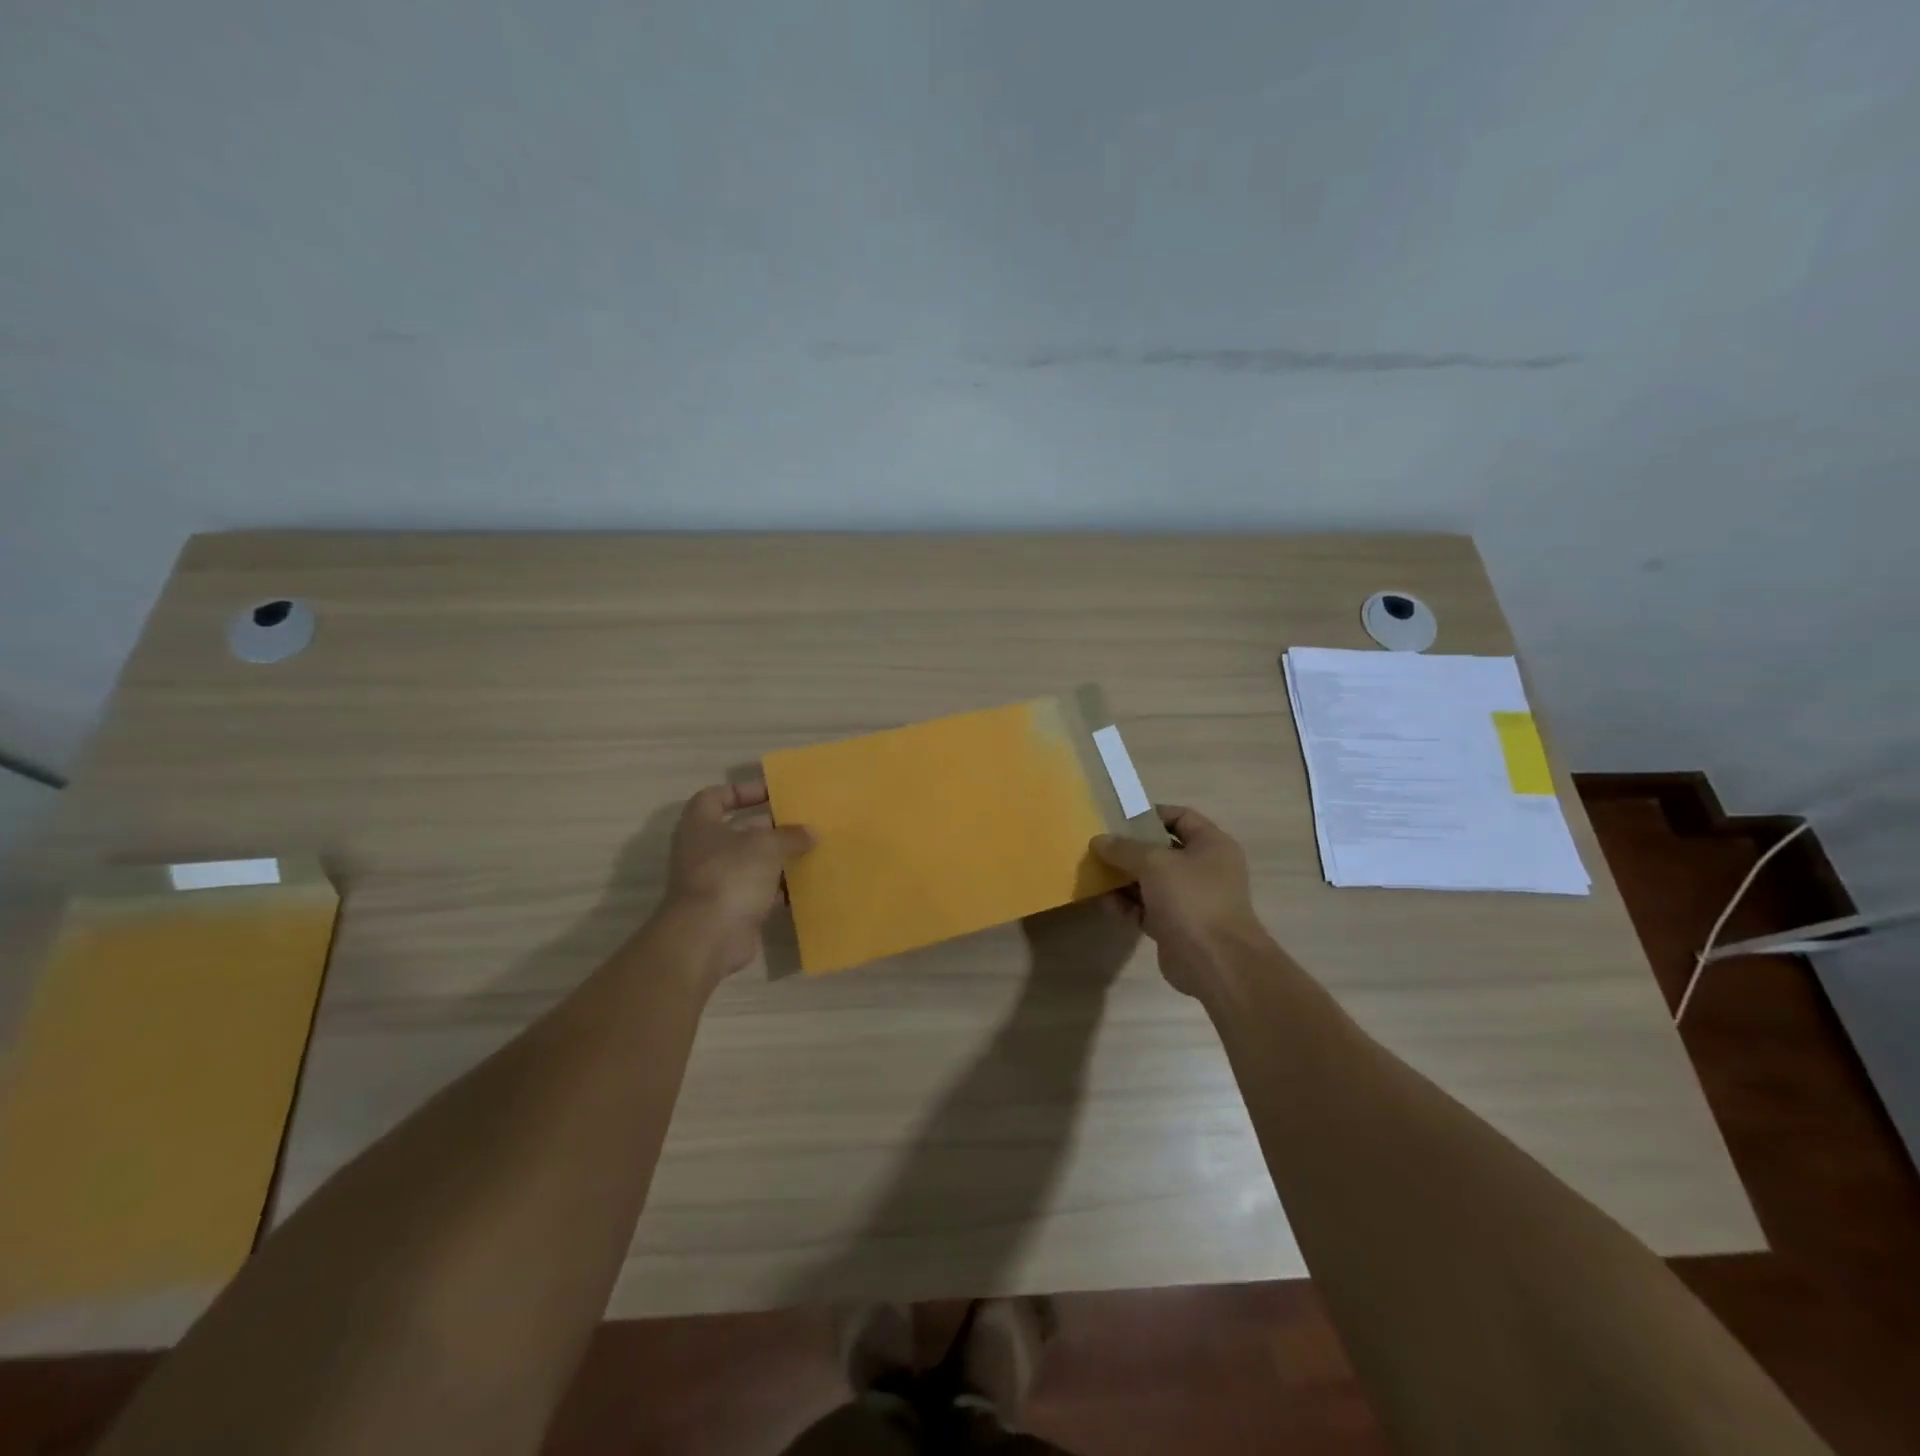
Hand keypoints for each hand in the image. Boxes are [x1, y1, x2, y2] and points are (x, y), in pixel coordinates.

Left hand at [660, 781, 813, 978]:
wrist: (708, 937)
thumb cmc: (731, 875)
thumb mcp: (766, 846)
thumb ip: (790, 835)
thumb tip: (810, 832)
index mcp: (701, 825)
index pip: (716, 796)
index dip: (743, 791)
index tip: (773, 793)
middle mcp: (704, 851)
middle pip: (740, 830)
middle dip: (771, 827)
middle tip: (803, 823)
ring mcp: (716, 882)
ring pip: (752, 863)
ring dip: (779, 859)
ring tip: (812, 851)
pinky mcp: (731, 909)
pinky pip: (759, 892)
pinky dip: (779, 889)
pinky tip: (806, 885)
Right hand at [1090, 806, 1272, 997]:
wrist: (1215, 962)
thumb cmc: (1191, 898)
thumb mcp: (1154, 862)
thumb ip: (1124, 848)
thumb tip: (1099, 840)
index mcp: (1211, 845)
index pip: (1181, 818)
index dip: (1150, 815)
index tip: (1119, 820)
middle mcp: (1204, 869)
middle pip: (1162, 850)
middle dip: (1130, 849)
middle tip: (1100, 847)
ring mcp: (1190, 899)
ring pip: (1151, 881)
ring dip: (1124, 878)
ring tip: (1095, 873)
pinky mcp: (1175, 926)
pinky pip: (1146, 908)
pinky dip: (1127, 904)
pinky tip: (1105, 901)